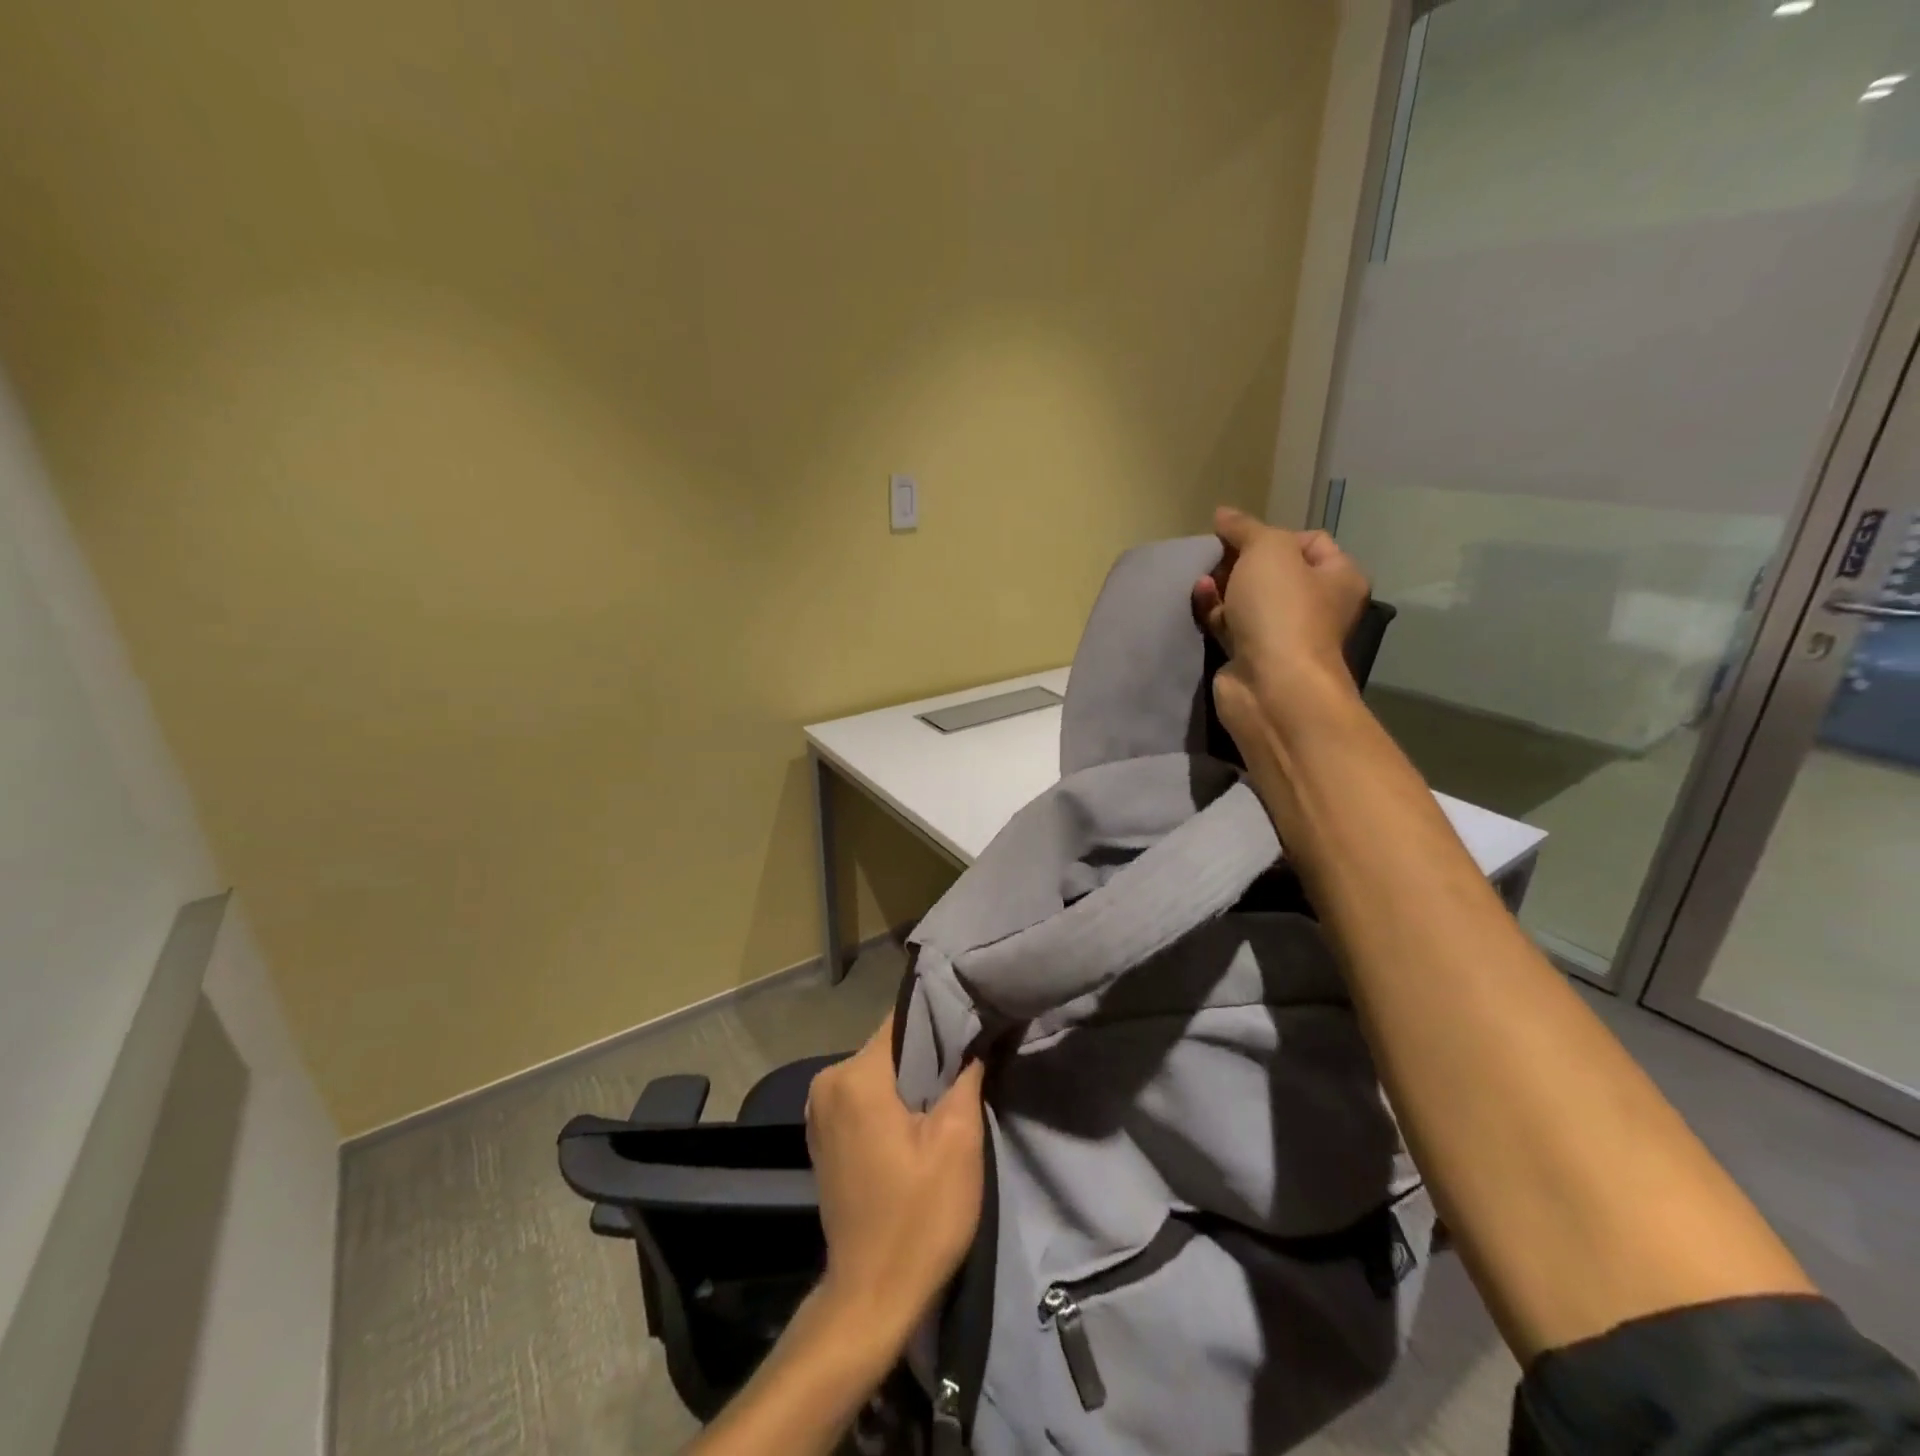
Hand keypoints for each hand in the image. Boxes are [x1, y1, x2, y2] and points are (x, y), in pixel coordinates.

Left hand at [804, 1015, 986, 1346]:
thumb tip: (976, 1036)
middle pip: (891, 1046)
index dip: (943, 1020)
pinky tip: (920, 1120)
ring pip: (879, 1072)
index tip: (975, 1024)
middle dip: (929, 1054)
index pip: (904, 1021)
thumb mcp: (958, 1142)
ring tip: (952, 1091)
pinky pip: (865, 1097)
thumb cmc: (919, 1217)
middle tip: (970, 1064)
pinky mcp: (824, 1136)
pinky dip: (892, 1101)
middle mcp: (827, 1083)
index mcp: (854, 1076)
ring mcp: (820, 1111)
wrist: (873, 1297)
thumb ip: (966, 1075)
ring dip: (912, 1080)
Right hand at [1191, 506, 1369, 746]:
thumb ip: (1245, 528)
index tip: (1244, 539)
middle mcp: (1316, 605)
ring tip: (1202, 579)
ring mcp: (1282, 633)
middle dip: (1240, 560)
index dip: (1274, 534)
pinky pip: (1229, 624)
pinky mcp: (1251, 655)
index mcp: (1338, 577)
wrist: (1271, 685)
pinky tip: (1198, 599)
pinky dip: (1213, 611)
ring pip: (1246, 598)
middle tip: (1216, 557)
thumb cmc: (1282, 610)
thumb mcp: (1268, 550)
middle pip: (1272, 570)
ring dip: (1222, 585)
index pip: (1309, 541)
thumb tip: (1224, 514)